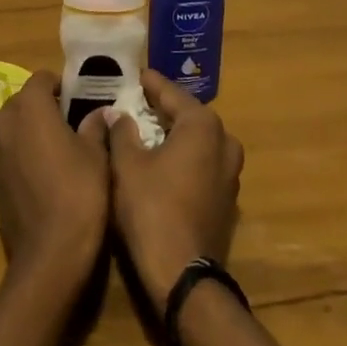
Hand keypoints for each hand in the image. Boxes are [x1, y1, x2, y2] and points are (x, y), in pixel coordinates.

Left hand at [0, 70, 111, 290]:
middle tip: (73, 122)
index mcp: (28, 107)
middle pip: (24, 101)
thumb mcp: (96, 154)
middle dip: (45, 106)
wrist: (50, 251)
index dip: (62, 85)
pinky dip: (24, 151)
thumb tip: (100, 112)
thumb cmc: (79, 192)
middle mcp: (3, 121)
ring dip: (32, 129)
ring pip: (14, 125)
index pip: (42, 78)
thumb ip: (95, 126)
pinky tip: (45, 170)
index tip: (81, 99)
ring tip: (61, 146)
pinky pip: (8, 150)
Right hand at [109, 70, 243, 310]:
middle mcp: (224, 141)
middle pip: (189, 114)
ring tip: (146, 129)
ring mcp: (231, 172)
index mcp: (202, 125)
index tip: (133, 74)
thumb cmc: (150, 208)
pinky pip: (202, 163)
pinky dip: (183, 156)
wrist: (181, 271)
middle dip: (163, 107)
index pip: (171, 92)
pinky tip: (161, 161)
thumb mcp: (126, 165)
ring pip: (198, 140)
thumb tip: (116, 113)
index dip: (150, 83)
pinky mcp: (227, 197)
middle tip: (135, 101)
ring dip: (174, 133)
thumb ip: (121, 132)